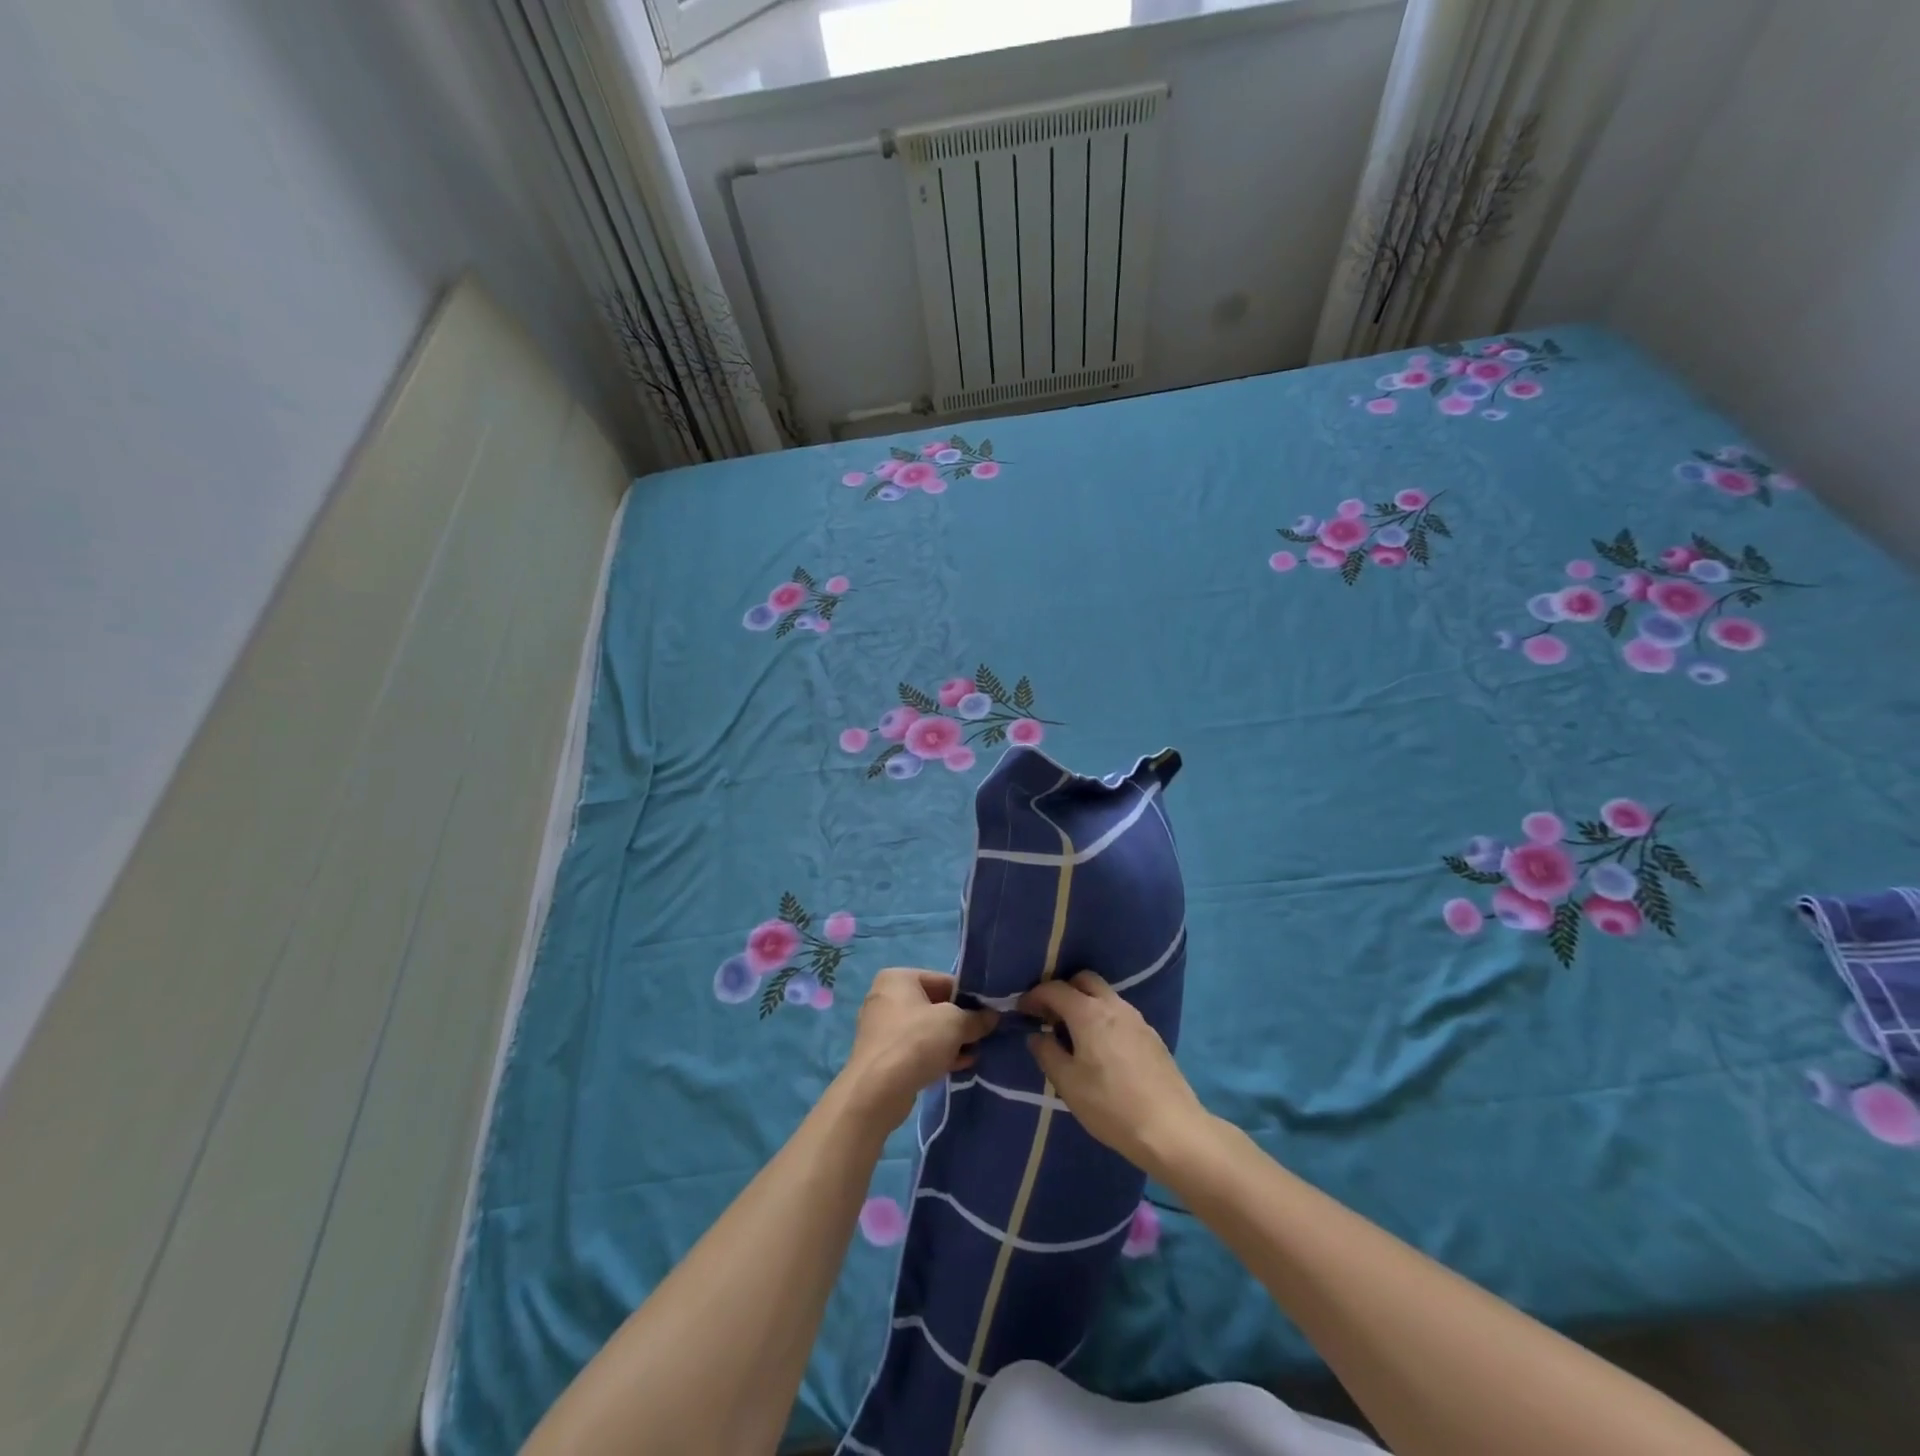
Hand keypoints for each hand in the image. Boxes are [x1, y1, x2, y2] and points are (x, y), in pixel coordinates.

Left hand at [839, 970, 998, 1130]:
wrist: (877, 1091)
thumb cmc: (916, 1042)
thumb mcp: (955, 1024)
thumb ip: (976, 1018)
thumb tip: (992, 1016)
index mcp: (898, 978)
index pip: (943, 981)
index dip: (969, 997)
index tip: (988, 1013)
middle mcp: (886, 998)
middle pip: (934, 1005)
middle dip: (959, 1022)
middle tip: (983, 1035)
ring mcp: (882, 1028)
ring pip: (926, 1029)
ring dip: (951, 1041)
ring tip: (975, 1053)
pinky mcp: (883, 1056)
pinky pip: (916, 1049)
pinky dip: (937, 1054)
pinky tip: (959, 1066)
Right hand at [1021, 972, 1210, 1179]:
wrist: (1171, 1129)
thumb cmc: (1111, 1107)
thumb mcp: (1068, 1084)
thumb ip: (1047, 1054)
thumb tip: (1037, 1035)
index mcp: (1089, 1013)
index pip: (1055, 989)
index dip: (1034, 996)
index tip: (1022, 1010)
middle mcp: (1114, 1006)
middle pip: (1084, 980)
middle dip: (1063, 990)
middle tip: (1049, 1015)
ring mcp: (1137, 1018)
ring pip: (1104, 995)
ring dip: (1085, 1003)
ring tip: (1073, 1033)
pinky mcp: (1151, 1035)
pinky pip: (1120, 1013)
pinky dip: (1103, 1017)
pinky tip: (1100, 1047)